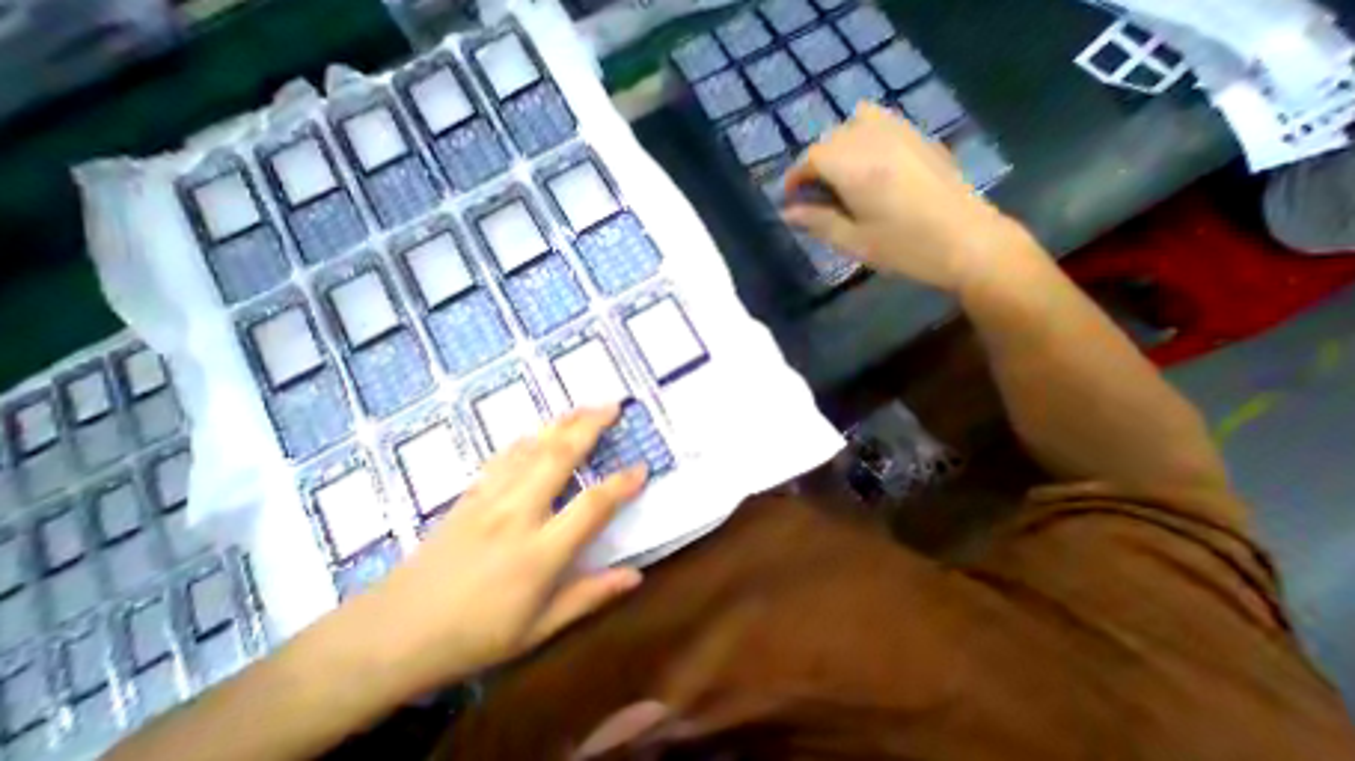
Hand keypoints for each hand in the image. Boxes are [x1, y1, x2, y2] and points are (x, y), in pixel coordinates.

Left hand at [361, 405, 644, 694]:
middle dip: (590, 426)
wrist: (390, 635)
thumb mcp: (538, 631)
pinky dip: (528, 438)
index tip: (642, 468)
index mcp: (538, 553)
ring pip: (532, 448)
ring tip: (585, 407)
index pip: (591, 507)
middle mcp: (517, 515)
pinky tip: (539, 430)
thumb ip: (589, 597)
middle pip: (559, 457)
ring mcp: (490, 499)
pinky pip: (505, 456)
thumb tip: (636, 577)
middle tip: (613, 406)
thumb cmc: (472, 637)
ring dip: (562, 423)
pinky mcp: (471, 494)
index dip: (621, 485)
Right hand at [785, 102, 1015, 290]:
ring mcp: (902, 133)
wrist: (967, 241)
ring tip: (840, 177)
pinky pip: (882, 120)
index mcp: (857, 169)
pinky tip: (869, 164)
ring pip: (855, 123)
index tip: (790, 199)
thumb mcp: (853, 242)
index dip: (794, 177)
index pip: (812, 157)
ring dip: (839, 147)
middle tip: (813, 196)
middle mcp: (876, 141)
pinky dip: (864, 135)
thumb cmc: (905, 248)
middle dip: (815, 164)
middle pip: (831, 138)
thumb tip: (788, 213)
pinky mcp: (920, 137)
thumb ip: (818, 222)